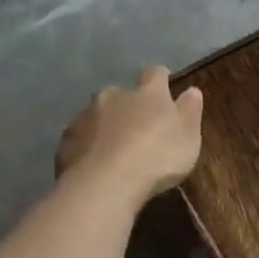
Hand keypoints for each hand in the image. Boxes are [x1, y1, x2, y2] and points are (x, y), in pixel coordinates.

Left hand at [55, 66, 203, 203]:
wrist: (106, 184)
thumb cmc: (157, 157)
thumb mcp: (188, 137)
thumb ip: (190, 111)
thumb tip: (192, 90)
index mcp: (148, 93)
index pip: (156, 73)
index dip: (160, 79)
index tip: (165, 88)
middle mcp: (114, 95)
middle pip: (121, 93)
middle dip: (128, 105)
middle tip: (137, 128)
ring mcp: (86, 115)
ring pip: (97, 114)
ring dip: (106, 125)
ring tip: (113, 150)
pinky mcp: (66, 139)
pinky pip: (80, 136)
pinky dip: (88, 145)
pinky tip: (94, 164)